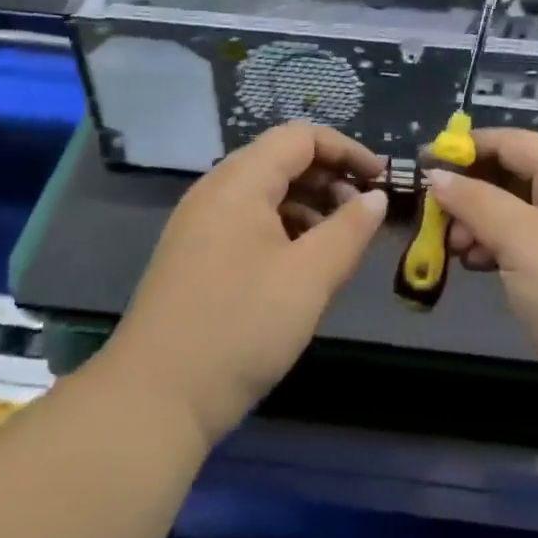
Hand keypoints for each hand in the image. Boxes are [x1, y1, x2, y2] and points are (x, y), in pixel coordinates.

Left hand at [103, 122, 387, 445]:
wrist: (154, 400)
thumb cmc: (241, 328)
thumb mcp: (310, 278)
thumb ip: (349, 230)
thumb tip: (376, 197)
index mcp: (239, 182)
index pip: (300, 137)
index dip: (346, 150)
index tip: (382, 178)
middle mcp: (215, 191)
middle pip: (280, 160)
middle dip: (329, 176)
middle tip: (366, 210)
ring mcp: (199, 224)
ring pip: (264, 193)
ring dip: (308, 203)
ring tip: (340, 239)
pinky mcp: (194, 256)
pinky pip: (247, 221)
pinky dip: (283, 227)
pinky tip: (302, 263)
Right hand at [428, 129, 537, 439]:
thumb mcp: (521, 239)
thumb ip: (475, 201)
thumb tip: (436, 174)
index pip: (516, 143)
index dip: (472, 144)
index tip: (428, 158)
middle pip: (513, 178)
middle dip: (471, 188)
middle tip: (435, 211)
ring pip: (513, 216)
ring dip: (478, 223)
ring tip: (451, 245)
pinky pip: (520, 250)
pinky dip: (493, 250)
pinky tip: (473, 265)